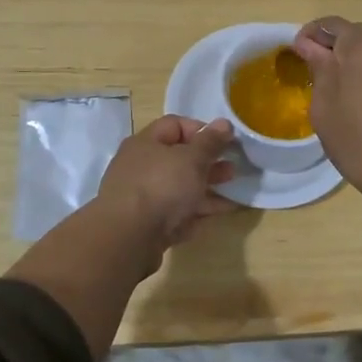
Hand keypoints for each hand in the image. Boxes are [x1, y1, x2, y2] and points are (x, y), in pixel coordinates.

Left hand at [95, 115, 237, 259]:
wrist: (128, 239)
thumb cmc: (161, 187)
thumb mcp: (191, 159)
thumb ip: (210, 142)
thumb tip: (224, 123)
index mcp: (145, 143)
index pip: (175, 125)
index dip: (202, 130)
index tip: (225, 142)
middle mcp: (141, 166)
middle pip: (179, 158)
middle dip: (208, 163)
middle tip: (232, 169)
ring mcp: (142, 197)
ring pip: (180, 187)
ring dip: (207, 188)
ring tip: (233, 193)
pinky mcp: (148, 224)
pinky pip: (177, 212)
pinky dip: (197, 211)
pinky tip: (219, 214)